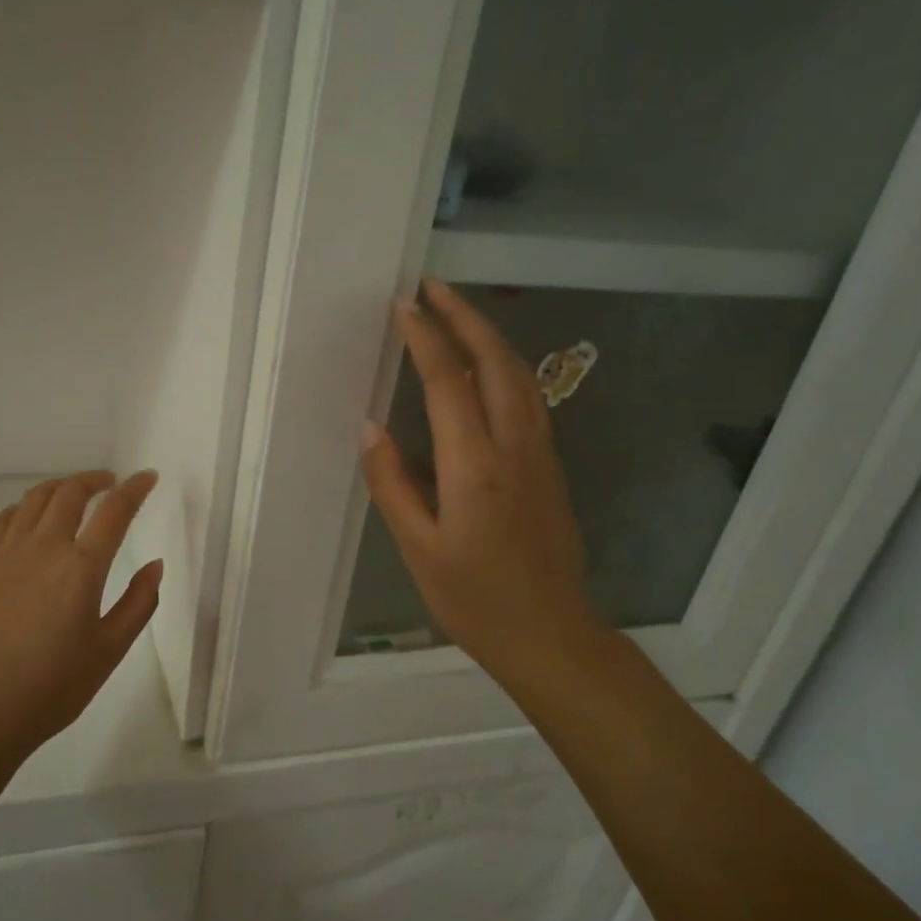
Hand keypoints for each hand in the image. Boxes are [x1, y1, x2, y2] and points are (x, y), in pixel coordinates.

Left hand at [0, 469, 161, 765]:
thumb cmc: (55, 685)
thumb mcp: (111, 649)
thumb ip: (139, 602)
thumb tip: (155, 564)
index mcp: (82, 567)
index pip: (114, 511)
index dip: (135, 489)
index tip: (148, 477)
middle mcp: (44, 548)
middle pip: (70, 493)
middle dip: (95, 480)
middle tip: (112, 482)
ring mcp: (7, 554)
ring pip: (35, 499)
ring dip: (61, 487)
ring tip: (75, 492)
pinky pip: (3, 519)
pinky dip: (25, 507)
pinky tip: (32, 515)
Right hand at [361, 279, 606, 694]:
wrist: (551, 634)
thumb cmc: (475, 599)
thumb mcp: (418, 549)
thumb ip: (393, 483)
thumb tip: (370, 428)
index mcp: (476, 466)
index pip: (449, 381)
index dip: (426, 337)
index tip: (404, 304)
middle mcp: (515, 446)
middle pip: (496, 361)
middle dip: (465, 317)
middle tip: (433, 286)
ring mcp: (541, 454)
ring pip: (520, 375)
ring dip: (489, 335)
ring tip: (457, 313)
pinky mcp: (550, 466)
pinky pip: (527, 398)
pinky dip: (504, 366)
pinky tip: (486, 367)